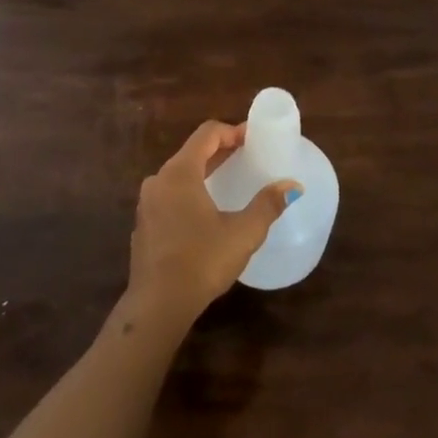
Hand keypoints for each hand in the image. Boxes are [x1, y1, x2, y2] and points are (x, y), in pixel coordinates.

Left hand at [123, 121, 298, 333]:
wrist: (157, 306)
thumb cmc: (202, 261)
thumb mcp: (243, 233)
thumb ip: (267, 205)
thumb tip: (292, 186)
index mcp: (180, 172)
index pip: (207, 134)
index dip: (232, 131)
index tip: (253, 139)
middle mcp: (159, 180)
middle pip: (192, 152)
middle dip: (220, 150)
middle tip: (246, 156)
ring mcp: (147, 203)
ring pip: (179, 175)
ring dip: (204, 172)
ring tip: (228, 181)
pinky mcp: (144, 225)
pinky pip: (169, 196)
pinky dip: (189, 193)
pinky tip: (205, 213)